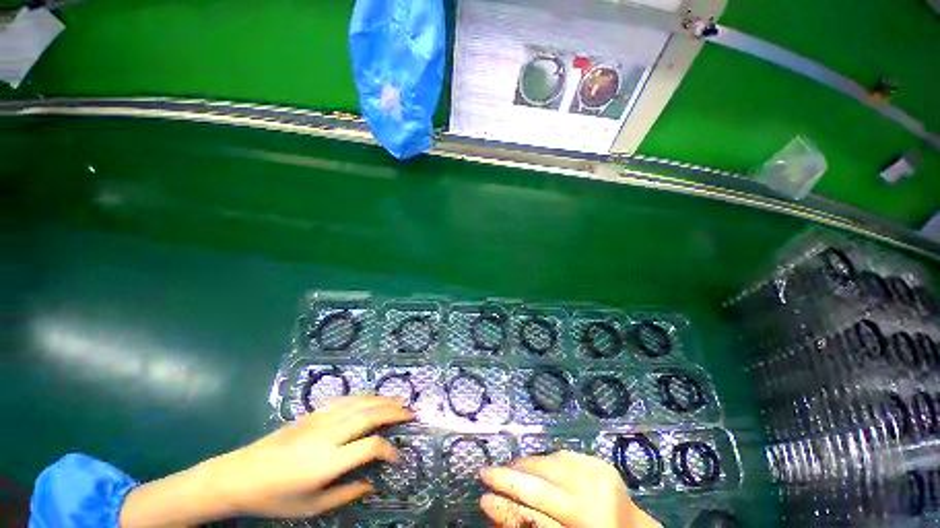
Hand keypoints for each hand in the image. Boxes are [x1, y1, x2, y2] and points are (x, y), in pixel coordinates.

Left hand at [119, 396, 414, 527]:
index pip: (371, 446)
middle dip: (395, 412)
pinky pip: (346, 399)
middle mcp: (329, 434)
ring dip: (383, 401)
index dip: (389, 450)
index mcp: (328, 461)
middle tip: (412, 413)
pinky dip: (365, 397)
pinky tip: (372, 399)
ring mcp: (321, 419)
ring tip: (400, 402)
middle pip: (370, 416)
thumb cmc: (275, 498)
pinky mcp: (314, 412)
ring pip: (361, 403)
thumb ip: (346, 493)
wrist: (240, 474)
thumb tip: (373, 483)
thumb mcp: (311, 507)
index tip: (398, 457)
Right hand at [479, 451, 661, 527]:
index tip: (482, 487)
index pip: (536, 501)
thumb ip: (528, 523)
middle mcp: (594, 492)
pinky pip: (563, 456)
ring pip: (550, 461)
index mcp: (587, 519)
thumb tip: (492, 506)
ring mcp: (599, 472)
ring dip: (528, 465)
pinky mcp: (600, 463)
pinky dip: (546, 461)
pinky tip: (539, 468)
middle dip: (511, 473)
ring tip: (512, 471)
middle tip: (489, 473)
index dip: (506, 492)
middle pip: (542, 476)